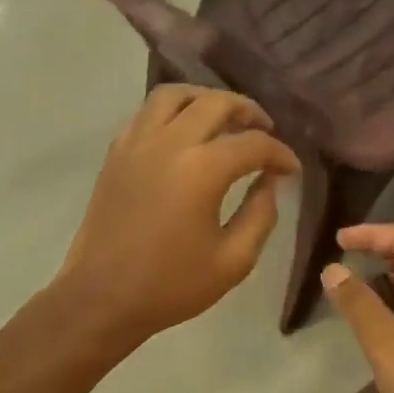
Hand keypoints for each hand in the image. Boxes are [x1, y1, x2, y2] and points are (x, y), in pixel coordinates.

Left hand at [53, 85, 299, 349]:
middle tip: (265, 132)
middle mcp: (168, 142)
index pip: (253, 144)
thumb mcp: (233, 261)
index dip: (280, 154)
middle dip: (248, 112)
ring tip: (223, 120)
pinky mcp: (115, 153)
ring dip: (206, 100)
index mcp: (201, 169)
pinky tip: (183, 134)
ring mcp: (136, 143)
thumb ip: (260, 216)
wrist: (102, 297)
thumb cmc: (171, 286)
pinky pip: (147, 113)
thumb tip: (269, 183)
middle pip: (216, 103)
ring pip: (175, 95)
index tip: (291, 170)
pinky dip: (172, 112)